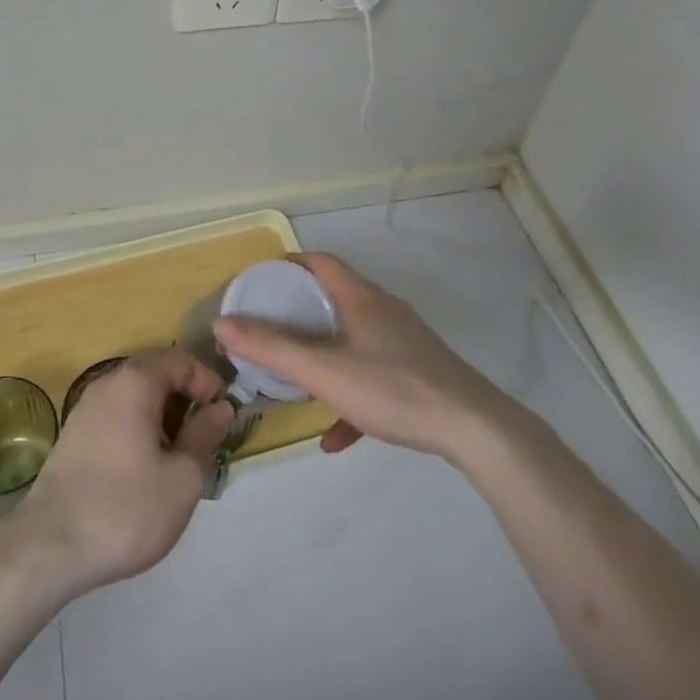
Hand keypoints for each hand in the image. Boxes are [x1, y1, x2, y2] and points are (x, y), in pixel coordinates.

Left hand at [9, 350, 233, 597]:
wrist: (49, 547)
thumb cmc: (126, 508)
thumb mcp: (183, 477)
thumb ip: (205, 435)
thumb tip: (221, 407)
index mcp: (135, 381)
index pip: (181, 360)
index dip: (208, 382)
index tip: (223, 416)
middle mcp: (108, 383)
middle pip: (157, 375)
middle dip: (186, 402)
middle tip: (205, 441)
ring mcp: (86, 408)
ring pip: (136, 398)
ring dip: (163, 420)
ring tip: (178, 462)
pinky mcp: (73, 436)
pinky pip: (117, 417)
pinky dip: (139, 431)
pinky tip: (145, 472)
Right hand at [213, 252, 505, 460]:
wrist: (476, 430)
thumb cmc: (394, 389)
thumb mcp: (324, 371)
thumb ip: (272, 349)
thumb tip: (223, 325)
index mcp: (361, 298)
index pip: (319, 262)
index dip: (288, 264)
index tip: (260, 282)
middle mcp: (383, 310)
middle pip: (334, 298)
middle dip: (299, 312)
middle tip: (269, 329)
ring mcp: (404, 342)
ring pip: (352, 340)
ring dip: (323, 356)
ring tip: (296, 379)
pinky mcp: (419, 373)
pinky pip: (374, 376)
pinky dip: (350, 395)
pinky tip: (336, 437)